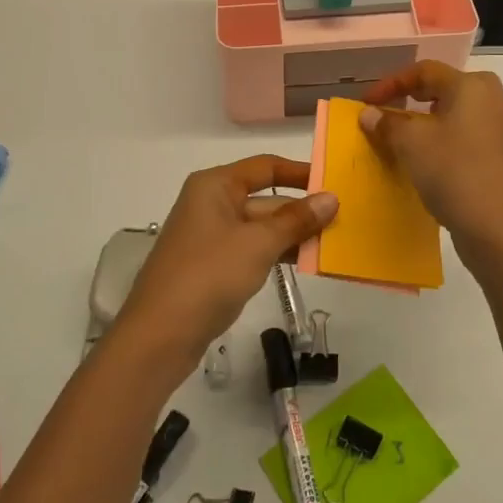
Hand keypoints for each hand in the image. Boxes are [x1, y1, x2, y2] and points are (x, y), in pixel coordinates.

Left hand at [119, 155, 337, 369]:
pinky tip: (305, 263)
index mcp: (215, 186)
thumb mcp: (259, 244)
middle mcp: (211, 203)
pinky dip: (276, 253)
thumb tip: (331, 198)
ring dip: (292, 235)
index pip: (265, 167)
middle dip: (301, 211)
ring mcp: (210, 236)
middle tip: (344, 221)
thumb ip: (296, 220)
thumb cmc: (209, 275)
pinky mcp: (212, 265)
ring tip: (333, 243)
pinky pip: (251, 249)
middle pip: (265, 199)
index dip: (300, 172)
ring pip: (260, 227)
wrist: (159, 335)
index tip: (334, 182)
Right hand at [359, 62, 502, 244]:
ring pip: (461, 111)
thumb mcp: (410, 144)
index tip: (367, 103)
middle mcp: (495, 98)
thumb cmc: (452, 172)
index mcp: (472, 86)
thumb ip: (387, 123)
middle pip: (446, 87)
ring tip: (411, 133)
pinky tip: (437, 155)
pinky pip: (472, 133)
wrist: (497, 227)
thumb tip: (369, 113)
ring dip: (432, 118)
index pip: (425, 71)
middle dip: (414, 97)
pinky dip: (450, 136)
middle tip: (390, 111)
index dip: (391, 83)